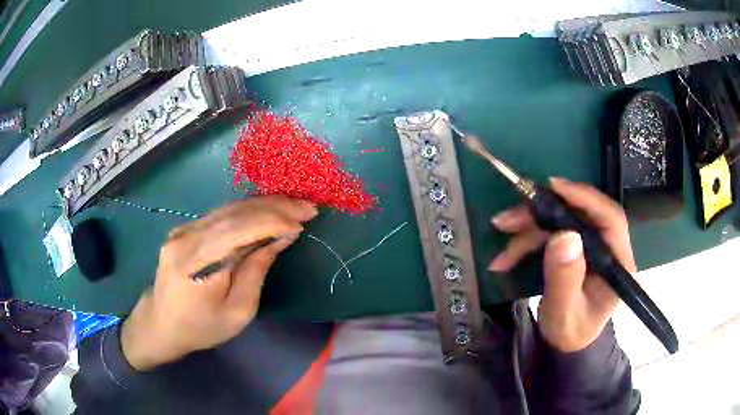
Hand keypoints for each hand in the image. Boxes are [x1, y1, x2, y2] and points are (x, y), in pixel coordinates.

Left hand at [121, 196, 316, 370]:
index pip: (238, 230)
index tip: (301, 225)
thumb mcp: (238, 312)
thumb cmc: (202, 327)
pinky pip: (220, 215)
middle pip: (234, 213)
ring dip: (264, 206)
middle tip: (307, 207)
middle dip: (275, 207)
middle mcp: (186, 238)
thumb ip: (256, 271)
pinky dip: (247, 212)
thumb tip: (280, 239)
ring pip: (228, 209)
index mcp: (197, 264)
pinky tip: (267, 211)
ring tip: (293, 206)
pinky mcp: (184, 229)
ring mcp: (182, 229)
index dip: (272, 222)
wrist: (161, 323)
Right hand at [489, 178, 635, 351]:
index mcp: (617, 262)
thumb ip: (565, 279)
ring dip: (528, 227)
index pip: (610, 219)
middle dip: (542, 214)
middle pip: (579, 215)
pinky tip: (506, 256)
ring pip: (561, 222)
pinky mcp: (575, 248)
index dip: (585, 198)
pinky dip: (526, 240)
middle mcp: (607, 248)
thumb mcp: (564, 313)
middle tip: (509, 218)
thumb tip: (564, 236)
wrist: (565, 343)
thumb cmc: (570, 332)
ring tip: (500, 232)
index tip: (554, 188)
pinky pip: (551, 233)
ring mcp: (591, 246)